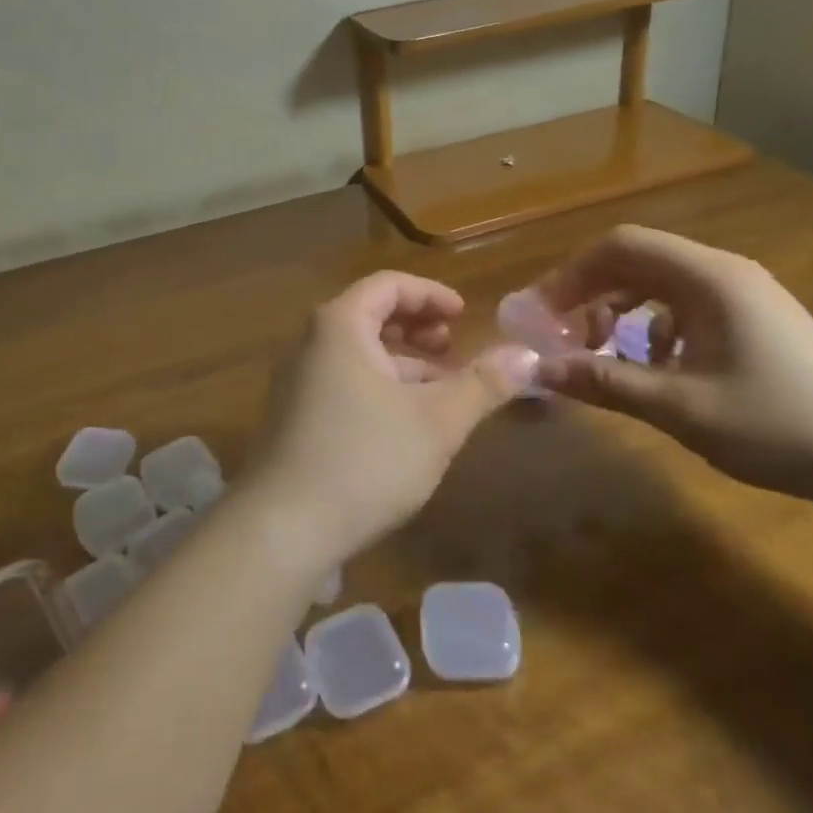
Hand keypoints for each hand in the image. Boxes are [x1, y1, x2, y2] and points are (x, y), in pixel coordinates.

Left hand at [247, 272, 540, 567]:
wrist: (282, 528)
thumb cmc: (365, 459)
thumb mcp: (436, 421)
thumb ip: (483, 384)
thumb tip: (529, 355)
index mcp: (340, 325)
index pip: (388, 285)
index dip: (430, 294)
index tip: (464, 315)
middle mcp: (312, 343)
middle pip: (369, 315)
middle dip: (417, 327)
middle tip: (453, 347)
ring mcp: (298, 381)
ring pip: (358, 354)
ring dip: (402, 362)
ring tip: (441, 389)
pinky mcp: (295, 417)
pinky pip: (344, 382)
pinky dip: (380, 387)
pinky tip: (406, 423)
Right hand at [529, 226, 812, 504]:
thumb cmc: (777, 425)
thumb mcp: (680, 407)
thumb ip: (605, 382)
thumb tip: (540, 370)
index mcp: (708, 278)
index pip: (620, 246)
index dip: (572, 274)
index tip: (543, 313)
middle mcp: (723, 272)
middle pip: (636, 259)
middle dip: (590, 292)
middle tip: (561, 333)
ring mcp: (743, 294)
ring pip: (658, 282)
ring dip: (619, 308)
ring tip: (602, 350)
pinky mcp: (753, 318)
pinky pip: (684, 304)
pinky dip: (652, 325)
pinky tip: (654, 364)